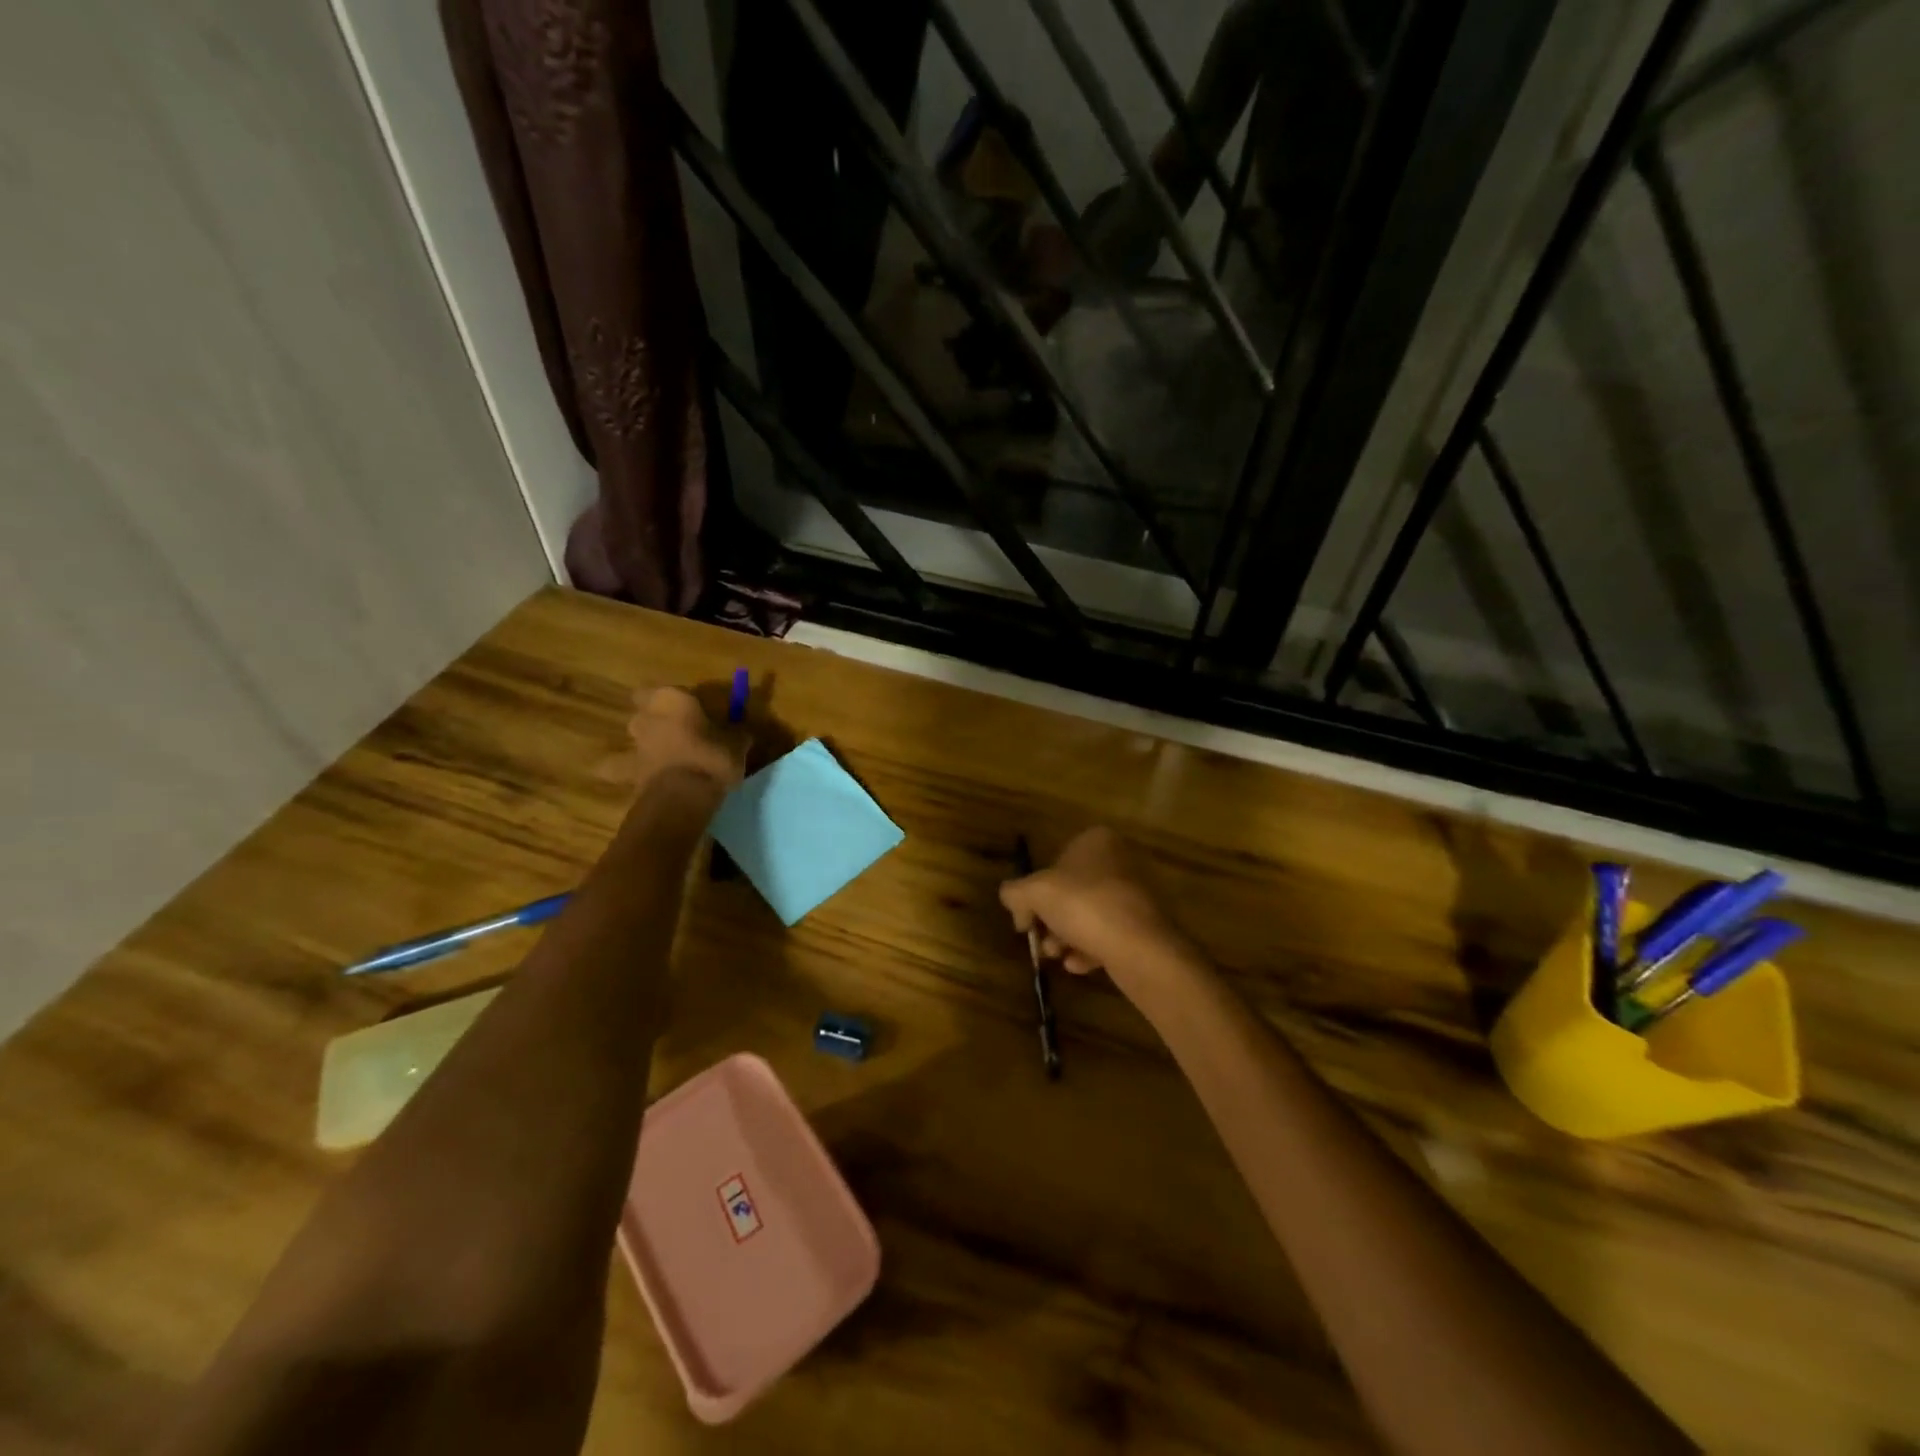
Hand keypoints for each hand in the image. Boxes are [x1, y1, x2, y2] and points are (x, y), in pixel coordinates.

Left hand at [620, 686, 748, 795]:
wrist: (682, 795)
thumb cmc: (713, 758)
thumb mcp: (737, 743)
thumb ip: (735, 734)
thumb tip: (740, 733)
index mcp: (673, 699)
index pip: (674, 690)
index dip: (683, 700)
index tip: (697, 711)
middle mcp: (648, 715)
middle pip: (648, 709)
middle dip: (660, 718)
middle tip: (681, 732)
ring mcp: (634, 742)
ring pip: (636, 736)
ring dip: (646, 742)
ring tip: (665, 757)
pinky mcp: (624, 769)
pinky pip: (619, 767)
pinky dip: (623, 770)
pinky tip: (637, 777)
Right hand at [999, 827, 1196, 991]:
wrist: (1139, 946)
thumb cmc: (1084, 905)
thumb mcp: (1034, 893)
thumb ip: (1014, 892)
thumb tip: (1008, 896)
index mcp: (1096, 841)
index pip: (1055, 860)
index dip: (1035, 890)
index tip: (1025, 917)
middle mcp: (1118, 861)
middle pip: (1070, 891)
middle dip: (1051, 919)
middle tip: (1039, 940)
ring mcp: (1134, 894)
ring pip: (1088, 915)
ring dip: (1065, 936)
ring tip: (1056, 955)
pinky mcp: (1144, 925)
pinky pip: (1107, 934)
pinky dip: (1088, 948)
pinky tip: (1077, 965)